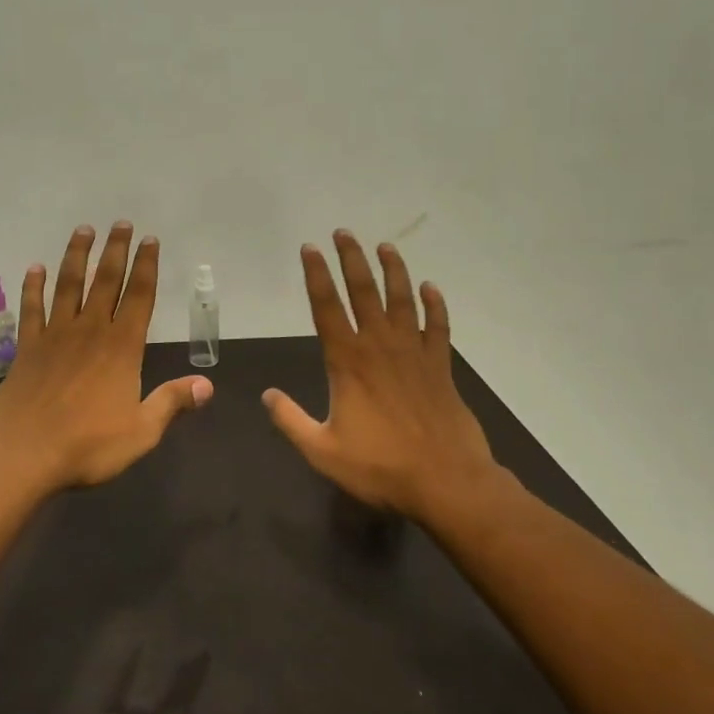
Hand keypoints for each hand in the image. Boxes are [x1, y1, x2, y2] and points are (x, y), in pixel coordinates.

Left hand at [0, 222, 212, 491]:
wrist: (23, 455)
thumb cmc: (87, 446)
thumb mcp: (141, 431)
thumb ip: (172, 403)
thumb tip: (208, 385)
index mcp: (122, 348)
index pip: (139, 296)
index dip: (146, 266)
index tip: (150, 240)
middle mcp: (90, 331)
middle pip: (105, 281)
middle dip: (116, 250)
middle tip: (120, 223)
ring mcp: (55, 336)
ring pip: (68, 285)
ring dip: (76, 256)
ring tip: (83, 230)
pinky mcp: (27, 347)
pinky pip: (31, 309)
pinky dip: (32, 287)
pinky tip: (34, 269)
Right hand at [262, 230, 501, 521]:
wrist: (446, 480)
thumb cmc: (381, 466)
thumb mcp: (322, 451)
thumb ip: (291, 421)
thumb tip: (267, 396)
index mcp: (348, 361)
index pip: (326, 307)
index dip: (316, 275)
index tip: (309, 249)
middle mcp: (379, 346)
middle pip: (364, 291)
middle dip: (351, 259)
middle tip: (344, 233)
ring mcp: (414, 352)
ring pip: (402, 299)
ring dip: (393, 270)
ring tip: (385, 246)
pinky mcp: (440, 365)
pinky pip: (437, 325)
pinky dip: (434, 304)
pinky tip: (430, 288)